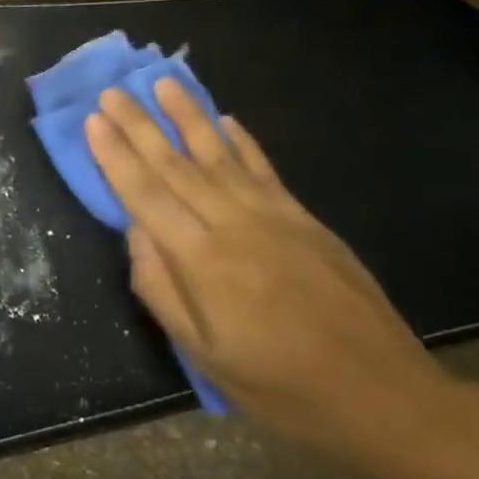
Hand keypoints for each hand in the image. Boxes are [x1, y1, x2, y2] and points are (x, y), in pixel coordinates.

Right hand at [85, 80, 458, 467]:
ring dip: (188, 116)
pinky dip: (242, 140)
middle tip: (112, 92)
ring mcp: (273, 216)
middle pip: (176, 165)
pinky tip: (226, 119)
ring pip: (219, 155)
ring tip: (164, 82)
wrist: (385, 396)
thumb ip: (162, 290)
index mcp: (203, 261)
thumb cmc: (283, 387)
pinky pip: (263, 168)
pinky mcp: (304, 219)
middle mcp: (233, 225)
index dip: (115, 156)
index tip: (93, 121)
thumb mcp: (206, 355)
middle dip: (139, 126)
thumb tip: (135, 233)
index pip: (146, 195)